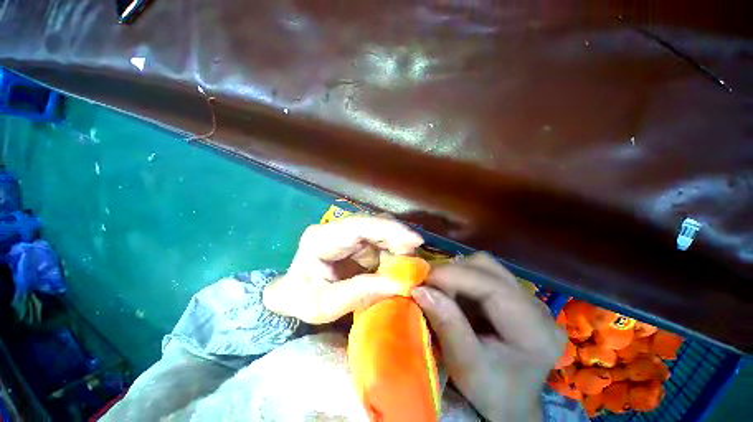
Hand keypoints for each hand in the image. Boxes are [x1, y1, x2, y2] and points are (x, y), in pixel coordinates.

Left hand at [263, 215, 423, 323]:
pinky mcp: (355, 241)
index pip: (359, 225)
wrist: (292, 295)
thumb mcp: (325, 306)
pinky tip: (398, 267)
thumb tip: (401, 283)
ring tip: (408, 267)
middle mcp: (335, 229)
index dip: (389, 229)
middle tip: (415, 261)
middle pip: (374, 225)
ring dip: (397, 247)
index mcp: (321, 238)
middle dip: (398, 239)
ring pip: (380, 232)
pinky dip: (392, 253)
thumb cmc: (301, 300)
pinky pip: (380, 242)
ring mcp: (346, 233)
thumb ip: (361, 292)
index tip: (416, 240)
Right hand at [412, 253, 565, 421]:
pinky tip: (452, 296)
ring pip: (482, 266)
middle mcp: (535, 305)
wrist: (512, 404)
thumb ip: (447, 324)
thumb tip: (420, 290)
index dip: (453, 276)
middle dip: (452, 272)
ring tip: (440, 292)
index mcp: (534, 329)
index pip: (492, 285)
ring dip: (455, 275)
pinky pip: (481, 274)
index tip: (421, 281)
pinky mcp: (513, 295)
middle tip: (429, 287)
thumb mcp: (466, 365)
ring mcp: (526, 297)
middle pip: (487, 267)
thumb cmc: (492, 392)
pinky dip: (460, 280)